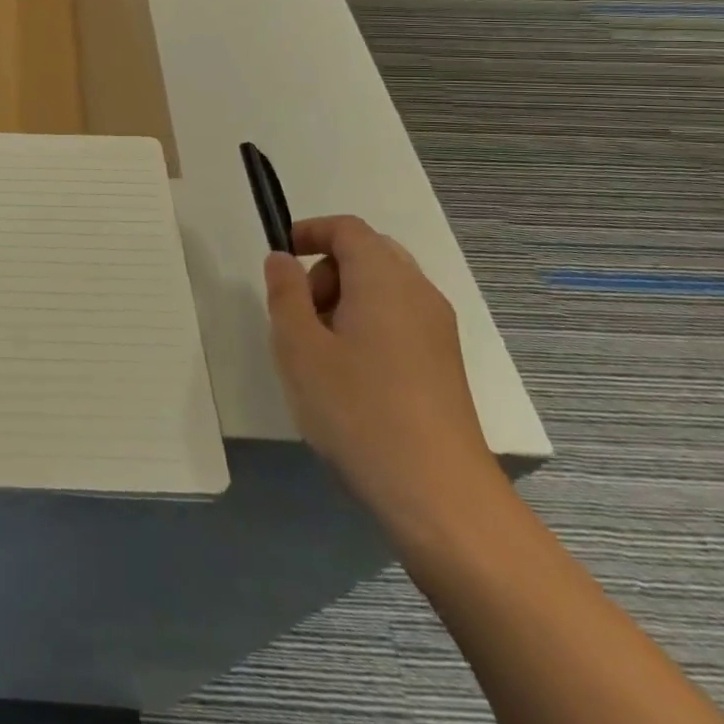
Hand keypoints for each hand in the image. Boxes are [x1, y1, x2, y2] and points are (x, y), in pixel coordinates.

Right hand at [265, 217, 500, 541]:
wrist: (438, 494)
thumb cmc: (357, 409)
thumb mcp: (298, 346)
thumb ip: (285, 293)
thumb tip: (282, 260)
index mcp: (384, 279)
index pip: (347, 229)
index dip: (309, 231)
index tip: (279, 260)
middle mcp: (419, 293)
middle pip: (368, 253)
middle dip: (325, 270)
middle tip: (300, 313)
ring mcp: (438, 329)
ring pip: (383, 288)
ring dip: (344, 299)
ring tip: (320, 349)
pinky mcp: (444, 362)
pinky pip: (399, 318)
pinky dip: (367, 324)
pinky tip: (351, 374)